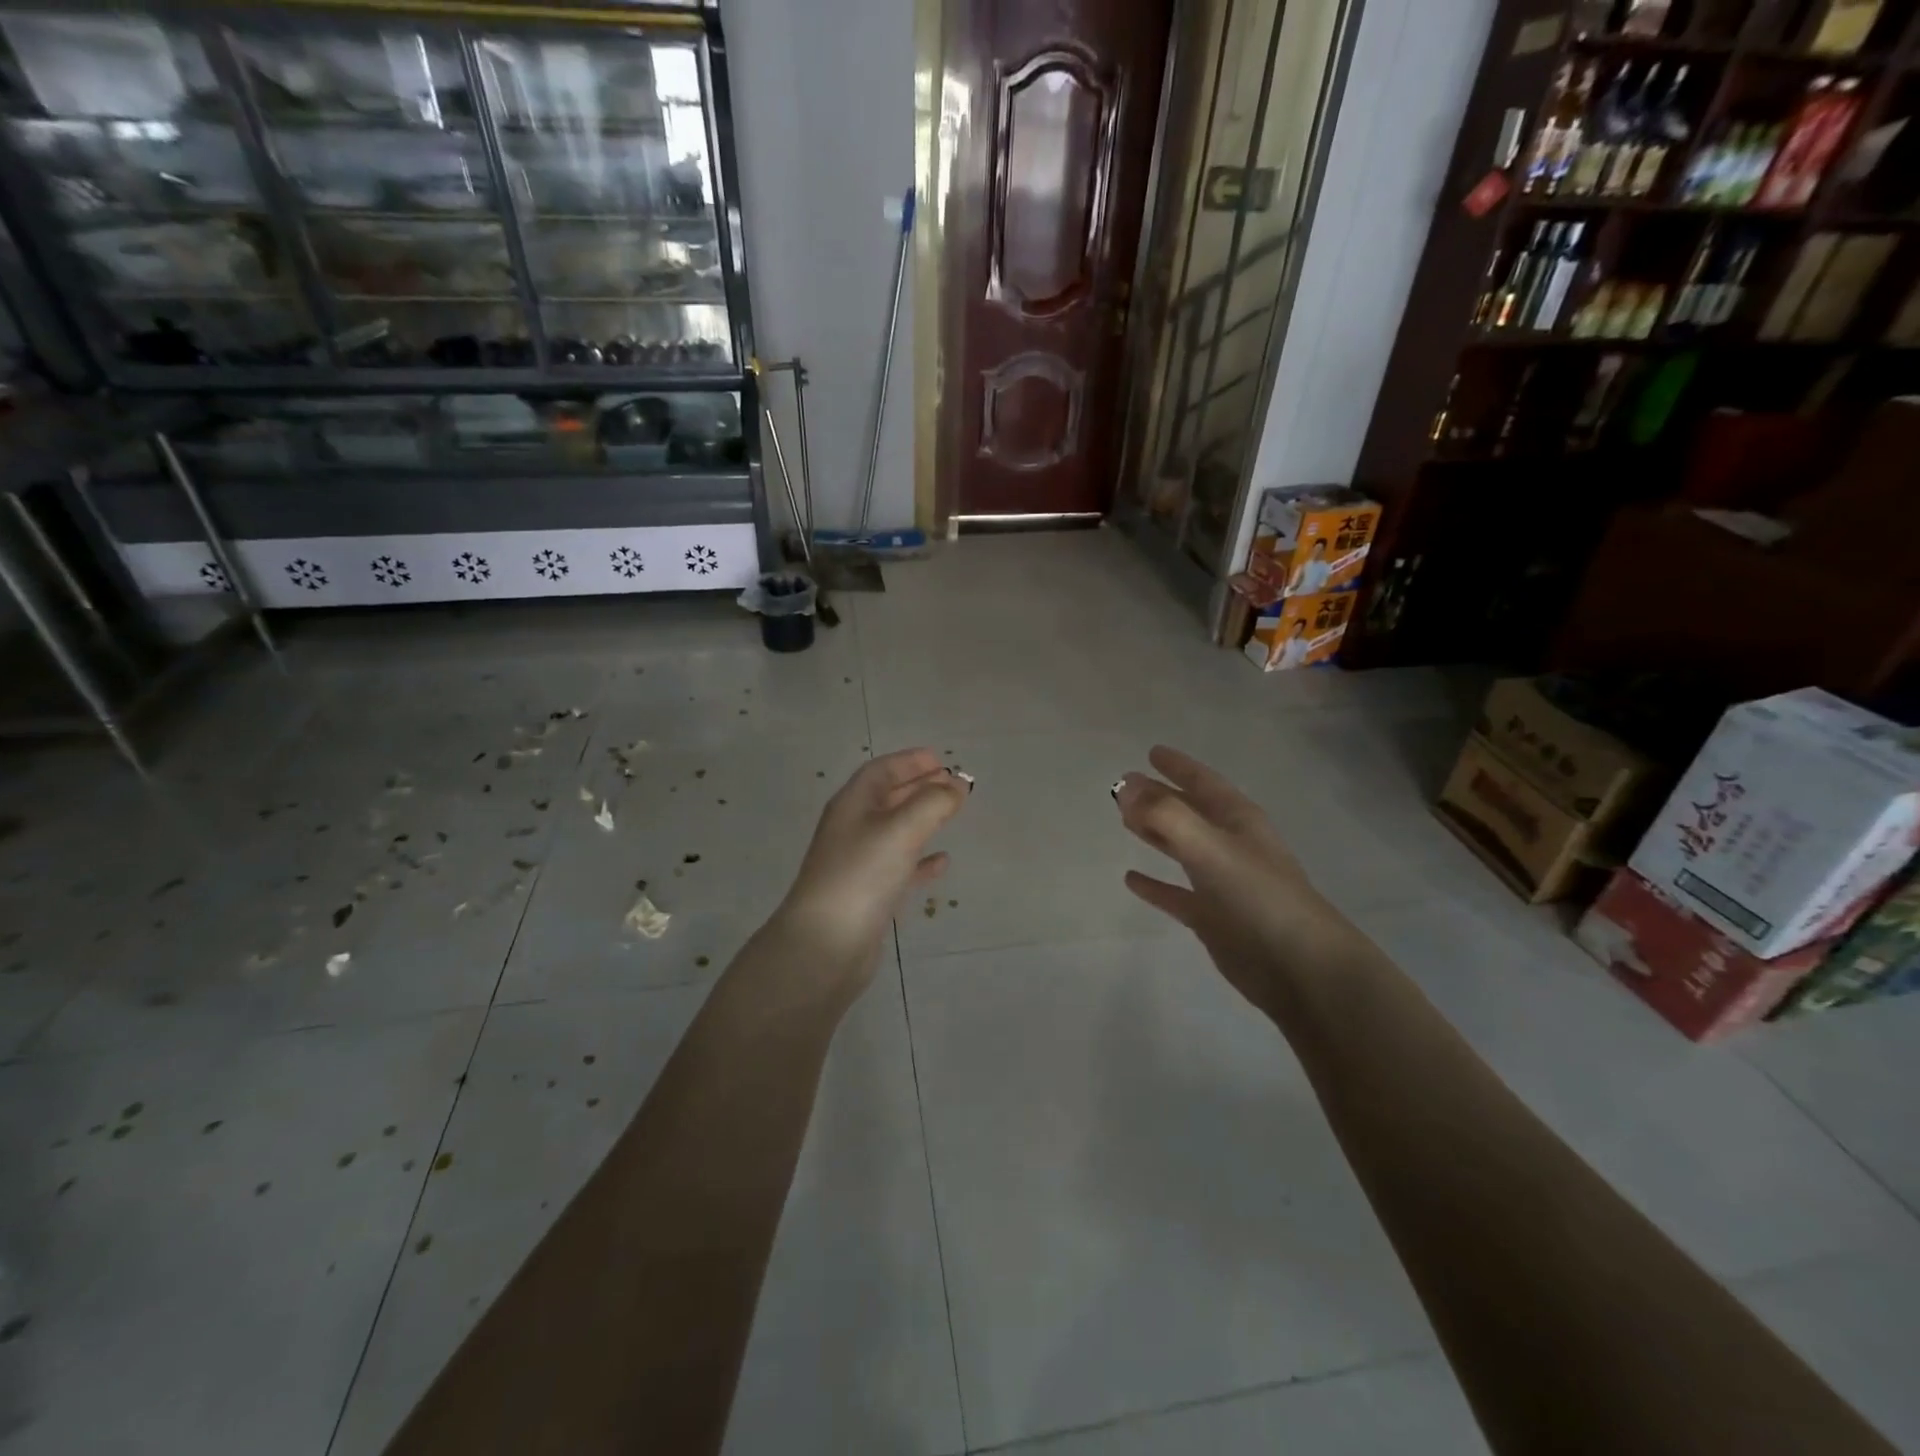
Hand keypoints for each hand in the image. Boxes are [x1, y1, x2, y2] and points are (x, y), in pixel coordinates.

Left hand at [774, 749, 970, 984]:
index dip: (910, 761)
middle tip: (953, 784)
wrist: (826, 944)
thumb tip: (957, 785)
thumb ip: (934, 803)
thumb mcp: (901, 829)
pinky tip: (942, 862)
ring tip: (952, 813)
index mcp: (853, 805)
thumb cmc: (862, 875)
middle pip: (888, 797)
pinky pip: (900, 866)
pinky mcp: (869, 894)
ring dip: (922, 819)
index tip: (941, 760)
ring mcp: (859, 863)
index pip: (881, 771)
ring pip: (895, 831)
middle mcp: (853, 828)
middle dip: (919, 786)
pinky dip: (921, 860)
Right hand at [1115, 746, 1357, 1014]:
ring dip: (1155, 833)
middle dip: (1159, 797)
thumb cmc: (1259, 897)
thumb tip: (1126, 787)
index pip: (1204, 782)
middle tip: (1124, 785)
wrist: (1300, 968)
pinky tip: (1131, 879)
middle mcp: (1231, 846)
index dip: (1179, 766)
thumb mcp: (1210, 847)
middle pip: (1189, 812)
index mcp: (1238, 821)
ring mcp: (1222, 883)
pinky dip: (1155, 885)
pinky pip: (1176, 893)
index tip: (1152, 752)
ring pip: (1181, 848)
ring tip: (1124, 820)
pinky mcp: (1213, 918)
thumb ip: (1166, 815)